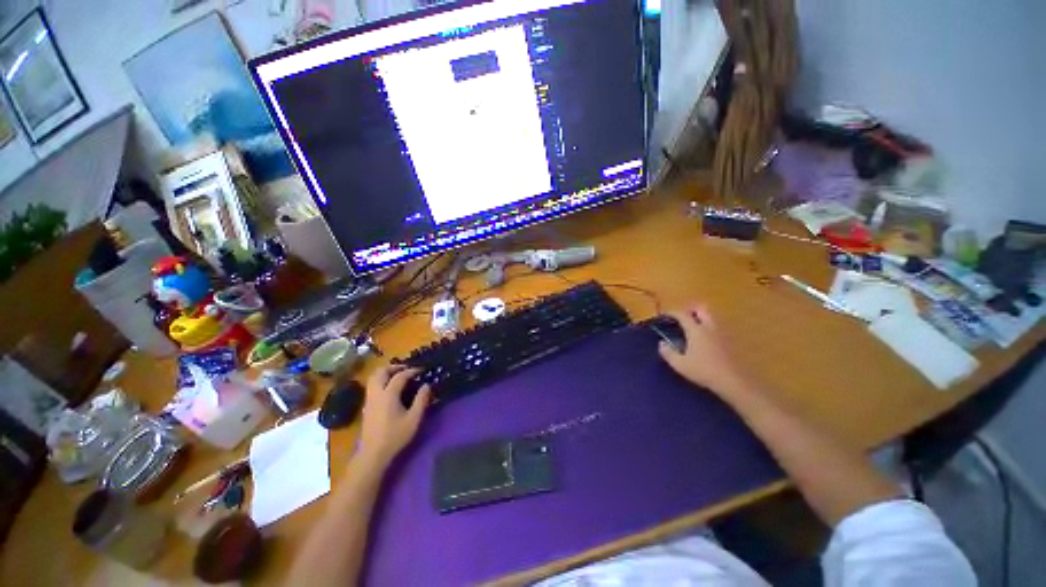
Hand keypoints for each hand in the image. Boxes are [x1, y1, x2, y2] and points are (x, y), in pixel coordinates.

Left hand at [357, 365, 431, 468]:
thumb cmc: (395, 436)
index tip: (422, 370)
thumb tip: (426, 385)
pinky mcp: (366, 406)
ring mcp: (369, 400)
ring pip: (373, 378)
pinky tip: (390, 389)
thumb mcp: (414, 419)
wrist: (373, 454)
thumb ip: (421, 400)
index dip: (412, 371)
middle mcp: (376, 393)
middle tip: (407, 369)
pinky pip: (372, 386)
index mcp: (389, 395)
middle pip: (381, 372)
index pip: (400, 376)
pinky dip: (381, 381)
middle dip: (394, 367)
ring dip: (386, 373)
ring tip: (398, 376)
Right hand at [657, 305, 749, 397]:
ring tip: (692, 328)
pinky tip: (704, 340)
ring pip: (711, 317)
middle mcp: (710, 327)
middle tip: (682, 318)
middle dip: (690, 310)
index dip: (672, 312)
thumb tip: (662, 343)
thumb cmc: (704, 371)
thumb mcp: (680, 364)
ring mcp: (722, 334)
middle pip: (701, 309)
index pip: (682, 314)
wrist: (734, 382)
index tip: (664, 315)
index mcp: (696, 330)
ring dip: (701, 318)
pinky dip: (709, 328)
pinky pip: (717, 328)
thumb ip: (668, 353)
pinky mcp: (730, 342)